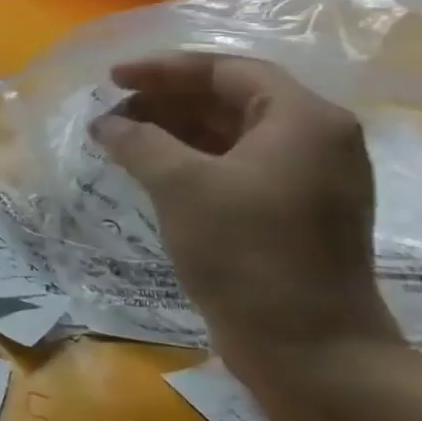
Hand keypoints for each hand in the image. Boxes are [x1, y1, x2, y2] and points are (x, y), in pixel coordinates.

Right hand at [90, 53, 402, 376]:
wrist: (310, 350)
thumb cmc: (248, 253)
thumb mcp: (180, 185)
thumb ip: (138, 141)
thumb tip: (106, 122)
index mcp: (304, 120)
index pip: (227, 71)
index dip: (163, 70)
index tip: (112, 79)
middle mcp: (316, 140)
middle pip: (230, 99)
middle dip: (166, 101)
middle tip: (112, 114)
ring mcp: (308, 179)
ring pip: (231, 134)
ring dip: (174, 130)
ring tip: (122, 140)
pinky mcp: (293, 212)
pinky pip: (236, 166)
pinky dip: (192, 160)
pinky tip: (151, 170)